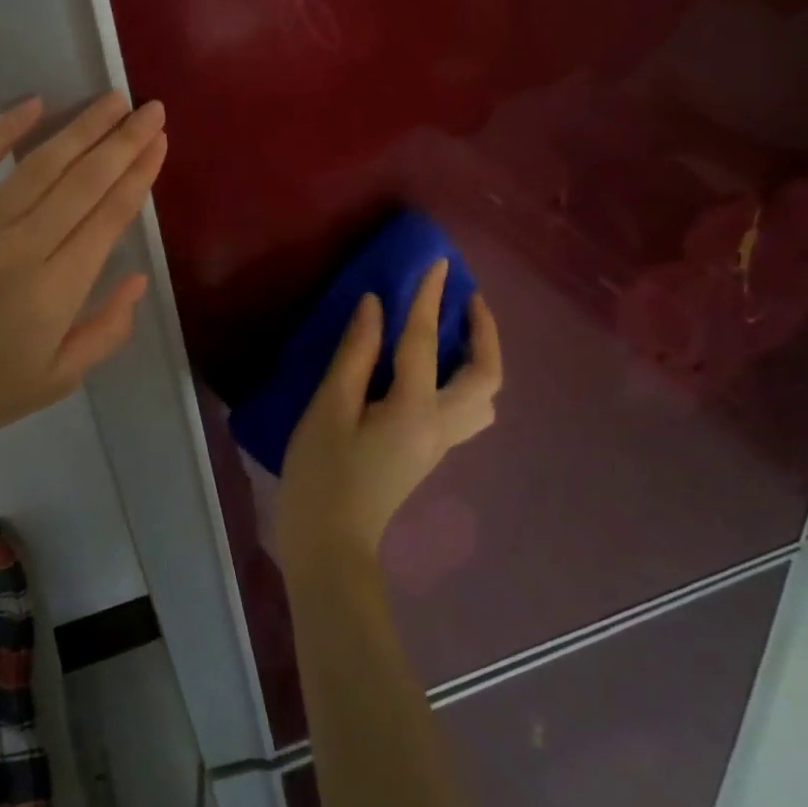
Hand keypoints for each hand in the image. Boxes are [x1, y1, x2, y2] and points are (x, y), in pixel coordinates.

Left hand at [0, 93, 167, 464]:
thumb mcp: (58, 381)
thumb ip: (107, 331)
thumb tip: (138, 279)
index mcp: (56, 290)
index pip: (109, 217)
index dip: (139, 175)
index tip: (160, 142)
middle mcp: (21, 249)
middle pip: (82, 183)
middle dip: (122, 142)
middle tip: (150, 109)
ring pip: (37, 167)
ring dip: (79, 129)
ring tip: (111, 101)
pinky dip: (0, 132)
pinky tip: (31, 105)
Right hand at [272, 261, 501, 578]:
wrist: (329, 543)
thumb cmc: (321, 474)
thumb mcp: (329, 409)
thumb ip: (355, 355)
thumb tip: (375, 306)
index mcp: (414, 410)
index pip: (424, 342)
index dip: (429, 298)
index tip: (438, 263)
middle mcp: (440, 426)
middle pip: (485, 376)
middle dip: (484, 332)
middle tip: (467, 299)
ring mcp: (439, 443)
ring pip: (484, 398)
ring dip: (482, 359)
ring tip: (459, 333)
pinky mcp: (428, 452)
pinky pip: (466, 409)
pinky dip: (466, 380)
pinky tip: (438, 369)